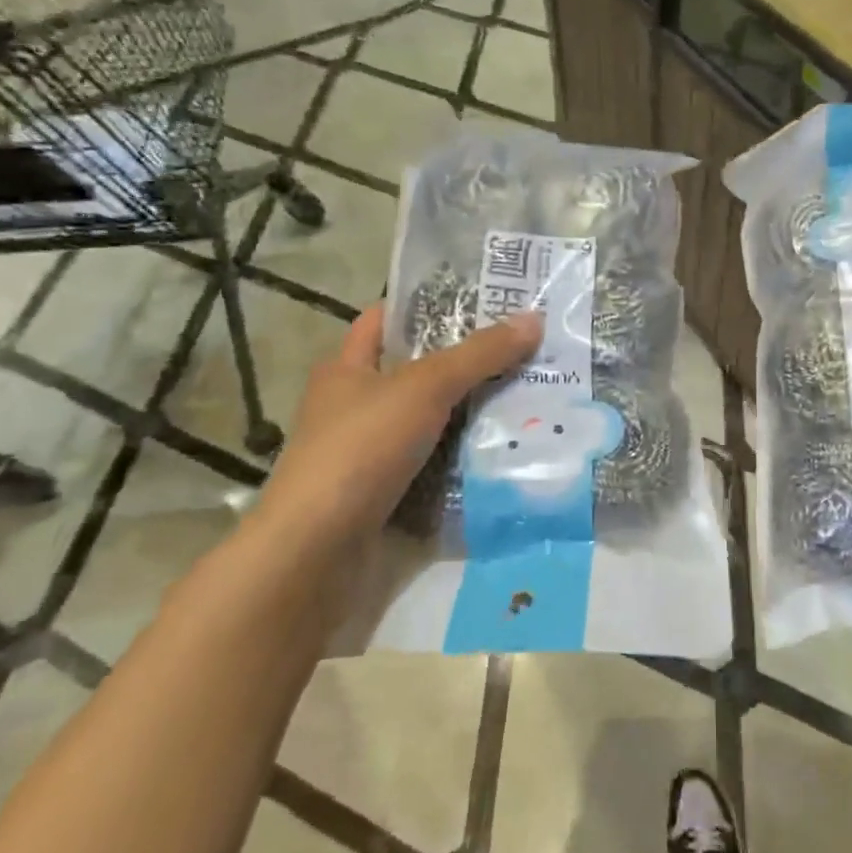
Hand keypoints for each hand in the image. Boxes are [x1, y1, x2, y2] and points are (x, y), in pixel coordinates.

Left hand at [248, 305, 541, 562]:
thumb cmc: (361, 449)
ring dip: (477, 416)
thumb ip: (479, 354)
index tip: (484, 300)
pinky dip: (469, 461)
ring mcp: (372, 454)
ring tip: (534, 397)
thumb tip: (533, 319)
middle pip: (422, 373)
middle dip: (471, 364)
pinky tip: (511, 451)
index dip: (431, 305)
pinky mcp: (389, 495)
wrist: (317, 552)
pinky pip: (439, 467)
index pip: (389, 320)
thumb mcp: (424, 388)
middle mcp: (357, 406)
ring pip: (435, 423)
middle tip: (528, 351)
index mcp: (348, 368)